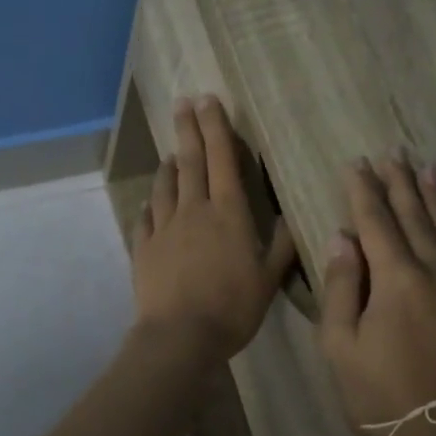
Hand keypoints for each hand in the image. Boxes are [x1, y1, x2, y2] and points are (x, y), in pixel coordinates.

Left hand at [131, 96, 296, 362]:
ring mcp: (164, 228)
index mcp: (228, 213)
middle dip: (188, 129)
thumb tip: (292, 218)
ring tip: (170, 153)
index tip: (208, 100)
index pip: (222, 159)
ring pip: (165, 186)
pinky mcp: (143, 248)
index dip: (216, 127)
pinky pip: (146, 218)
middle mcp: (193, 210)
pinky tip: (150, 203)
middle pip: (190, 162)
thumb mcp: (268, 279)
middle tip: (183, 103)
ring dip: (168, 166)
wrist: (180, 336)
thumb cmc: (232, 307)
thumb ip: (281, 247)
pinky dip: (150, 205)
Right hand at [319, 155, 435, 435]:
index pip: (375, 222)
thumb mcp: (341, 346)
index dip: (363, 191)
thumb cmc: (380, 396)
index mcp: (396, 279)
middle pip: (414, 217)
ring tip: (426, 168)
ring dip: (435, 197)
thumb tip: (342, 238)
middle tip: (392, 153)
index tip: (356, 164)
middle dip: (399, 184)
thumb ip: (342, 287)